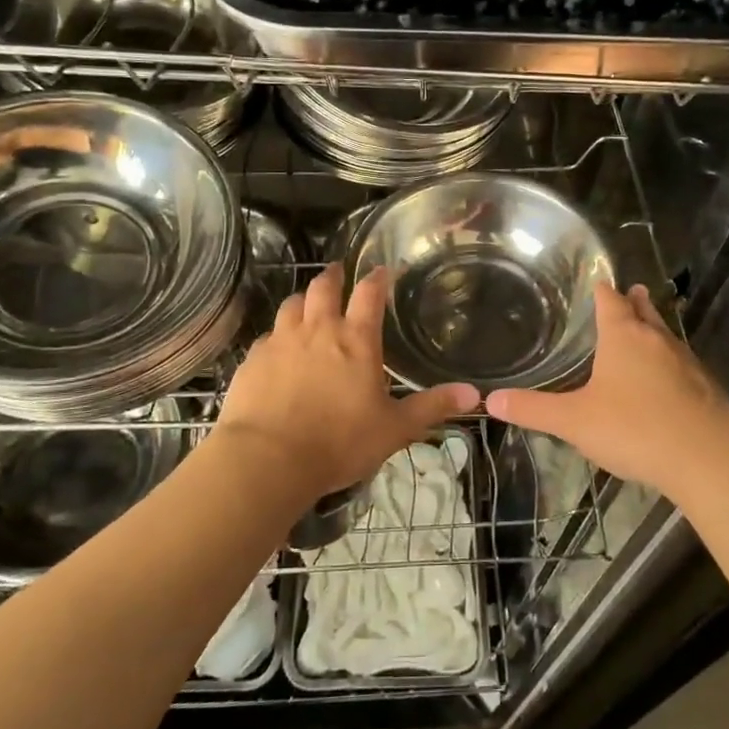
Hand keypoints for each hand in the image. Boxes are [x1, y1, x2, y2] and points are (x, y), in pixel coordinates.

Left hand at [216, 264, 479, 500]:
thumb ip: (432, 407)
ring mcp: (281, 342)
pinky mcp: (253, 360)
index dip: (378, 278)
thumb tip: (475, 394)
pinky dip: (277, 335)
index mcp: (355, 340)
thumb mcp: (394, 429)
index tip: (383, 269)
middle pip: (323, 288)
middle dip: (333, 276)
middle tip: (338, 271)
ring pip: (291, 305)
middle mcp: (317, 330)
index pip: (369, 294)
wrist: (267, 459)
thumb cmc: (339, 442)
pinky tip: (278, 349)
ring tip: (307, 305)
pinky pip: (267, 336)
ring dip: (303, 300)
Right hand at [487, 283, 728, 500]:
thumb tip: (491, 400)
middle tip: (632, 290)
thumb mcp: (574, 421)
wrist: (708, 459)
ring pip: (666, 335)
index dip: (602, 290)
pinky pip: (683, 364)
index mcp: (623, 337)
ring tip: (647, 326)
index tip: (598, 281)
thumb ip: (534, 410)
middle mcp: (656, 340)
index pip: (610, 301)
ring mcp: (686, 362)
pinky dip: (671, 362)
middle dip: (635, 302)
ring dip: (655, 329)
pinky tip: (669, 379)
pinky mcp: (706, 388)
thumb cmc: (634, 429)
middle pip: (644, 311)